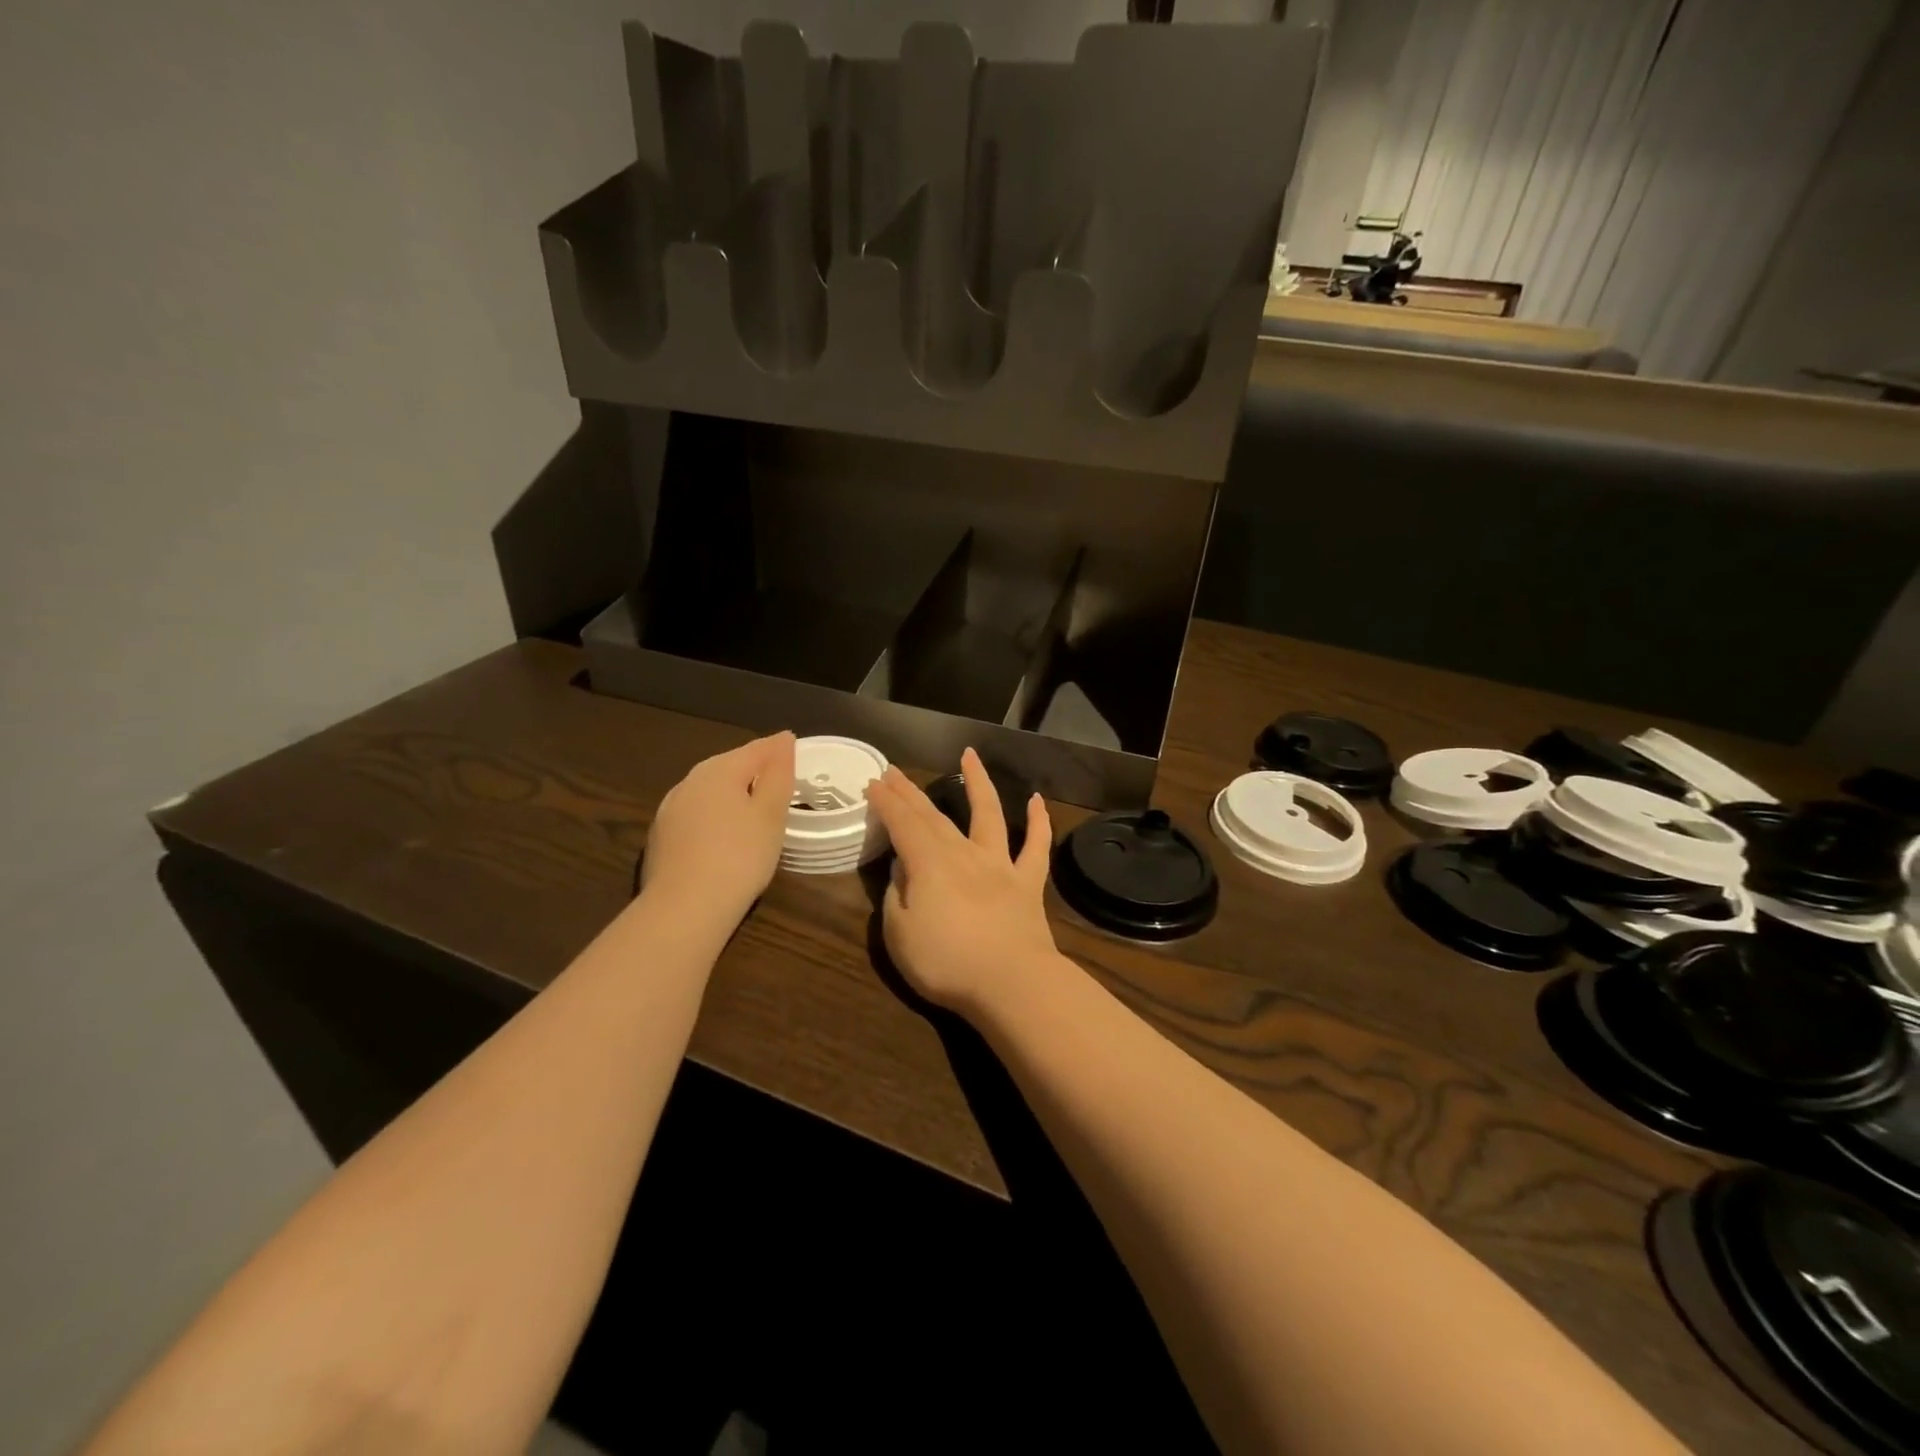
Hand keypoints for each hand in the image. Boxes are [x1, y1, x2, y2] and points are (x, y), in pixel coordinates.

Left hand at [641, 732, 794, 932]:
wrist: (685, 908)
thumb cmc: (740, 856)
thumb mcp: (771, 814)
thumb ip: (779, 774)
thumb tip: (783, 740)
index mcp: (719, 770)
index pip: (756, 749)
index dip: (778, 748)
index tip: (794, 748)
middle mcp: (690, 781)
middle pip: (729, 766)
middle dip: (753, 769)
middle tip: (778, 779)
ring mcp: (670, 810)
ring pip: (709, 790)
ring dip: (731, 793)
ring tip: (753, 808)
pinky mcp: (661, 837)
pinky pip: (696, 814)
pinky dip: (714, 815)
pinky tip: (723, 834)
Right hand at [865, 748, 1059, 1015]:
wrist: (1011, 983)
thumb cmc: (946, 963)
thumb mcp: (899, 935)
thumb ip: (895, 897)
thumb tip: (901, 870)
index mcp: (928, 864)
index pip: (902, 824)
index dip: (886, 802)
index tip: (873, 783)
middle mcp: (963, 853)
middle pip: (934, 815)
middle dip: (911, 792)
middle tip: (894, 771)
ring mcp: (1000, 864)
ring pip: (989, 813)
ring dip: (978, 782)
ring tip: (970, 755)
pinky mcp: (1028, 883)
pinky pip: (1036, 847)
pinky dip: (1038, 822)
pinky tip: (1037, 800)